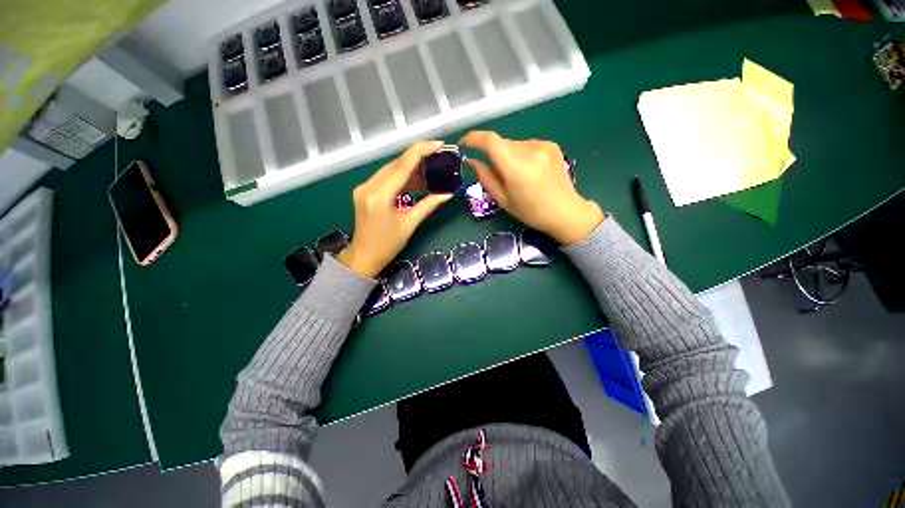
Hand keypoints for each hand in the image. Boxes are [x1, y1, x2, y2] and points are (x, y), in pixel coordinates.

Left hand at [338, 141, 452, 277]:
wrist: (363, 256)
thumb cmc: (387, 245)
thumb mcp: (409, 225)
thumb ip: (428, 206)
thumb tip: (447, 194)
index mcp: (379, 196)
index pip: (402, 165)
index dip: (421, 151)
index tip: (439, 145)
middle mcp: (368, 186)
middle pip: (396, 164)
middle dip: (418, 158)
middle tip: (438, 159)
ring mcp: (364, 187)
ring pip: (391, 170)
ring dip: (410, 169)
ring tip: (430, 172)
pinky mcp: (365, 191)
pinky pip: (386, 178)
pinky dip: (402, 178)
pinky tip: (416, 181)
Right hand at [459, 131, 604, 244]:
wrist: (565, 212)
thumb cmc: (531, 212)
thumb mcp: (503, 200)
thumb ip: (486, 177)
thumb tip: (472, 161)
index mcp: (516, 167)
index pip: (490, 141)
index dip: (473, 138)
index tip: (463, 144)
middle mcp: (530, 150)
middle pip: (501, 143)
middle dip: (492, 154)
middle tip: (496, 174)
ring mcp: (543, 145)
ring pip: (513, 144)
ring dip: (507, 155)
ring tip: (516, 176)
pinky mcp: (551, 145)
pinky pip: (526, 146)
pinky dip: (520, 155)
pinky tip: (529, 171)